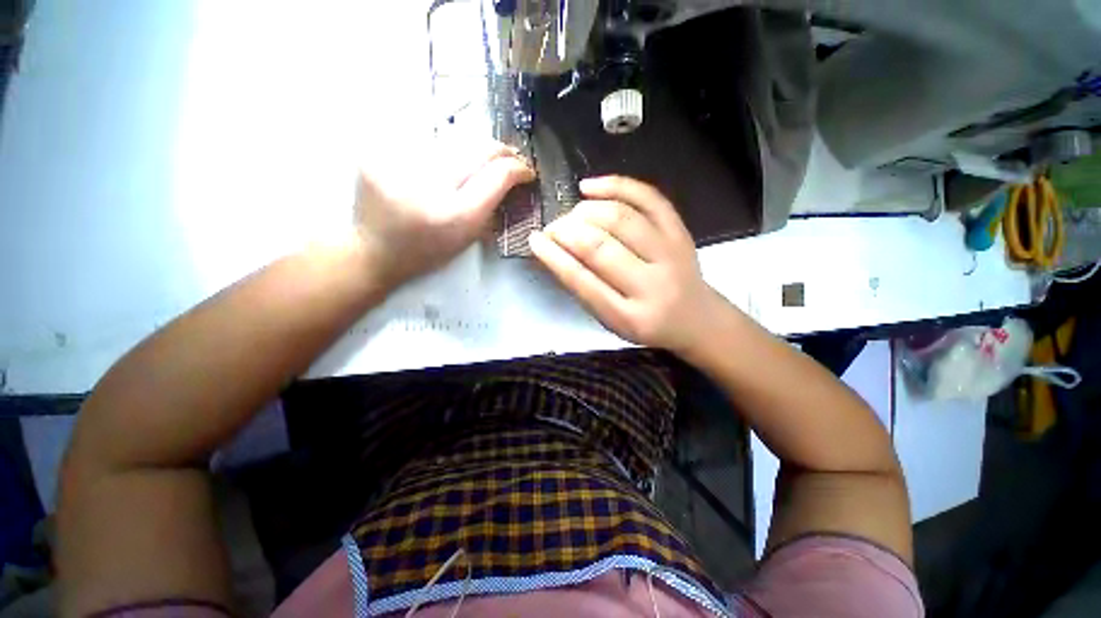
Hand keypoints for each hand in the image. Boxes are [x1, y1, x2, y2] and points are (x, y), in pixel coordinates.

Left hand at [353, 140, 534, 287]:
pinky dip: (441, 150)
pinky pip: (424, 141)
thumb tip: (511, 176)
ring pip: (453, 140)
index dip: (518, 168)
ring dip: (472, 149)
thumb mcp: (468, 238)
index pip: (498, 176)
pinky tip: (440, 163)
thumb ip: (491, 206)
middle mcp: (429, 186)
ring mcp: (399, 164)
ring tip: (476, 159)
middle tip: (510, 156)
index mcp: (454, 216)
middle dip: (501, 151)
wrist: (374, 251)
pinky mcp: (378, 153)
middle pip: (478, 149)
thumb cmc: (428, 252)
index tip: (526, 170)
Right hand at [529, 176, 721, 353]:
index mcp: (629, 317)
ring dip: (587, 210)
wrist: (697, 319)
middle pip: (601, 246)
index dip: (554, 257)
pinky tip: (590, 187)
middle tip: (552, 228)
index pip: (583, 281)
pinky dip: (616, 186)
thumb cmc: (646, 324)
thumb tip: (555, 252)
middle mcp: (652, 285)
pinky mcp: (681, 232)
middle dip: (567, 231)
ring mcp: (671, 254)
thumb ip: (585, 291)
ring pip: (622, 218)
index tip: (535, 239)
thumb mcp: (611, 322)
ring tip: (572, 214)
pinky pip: (649, 198)